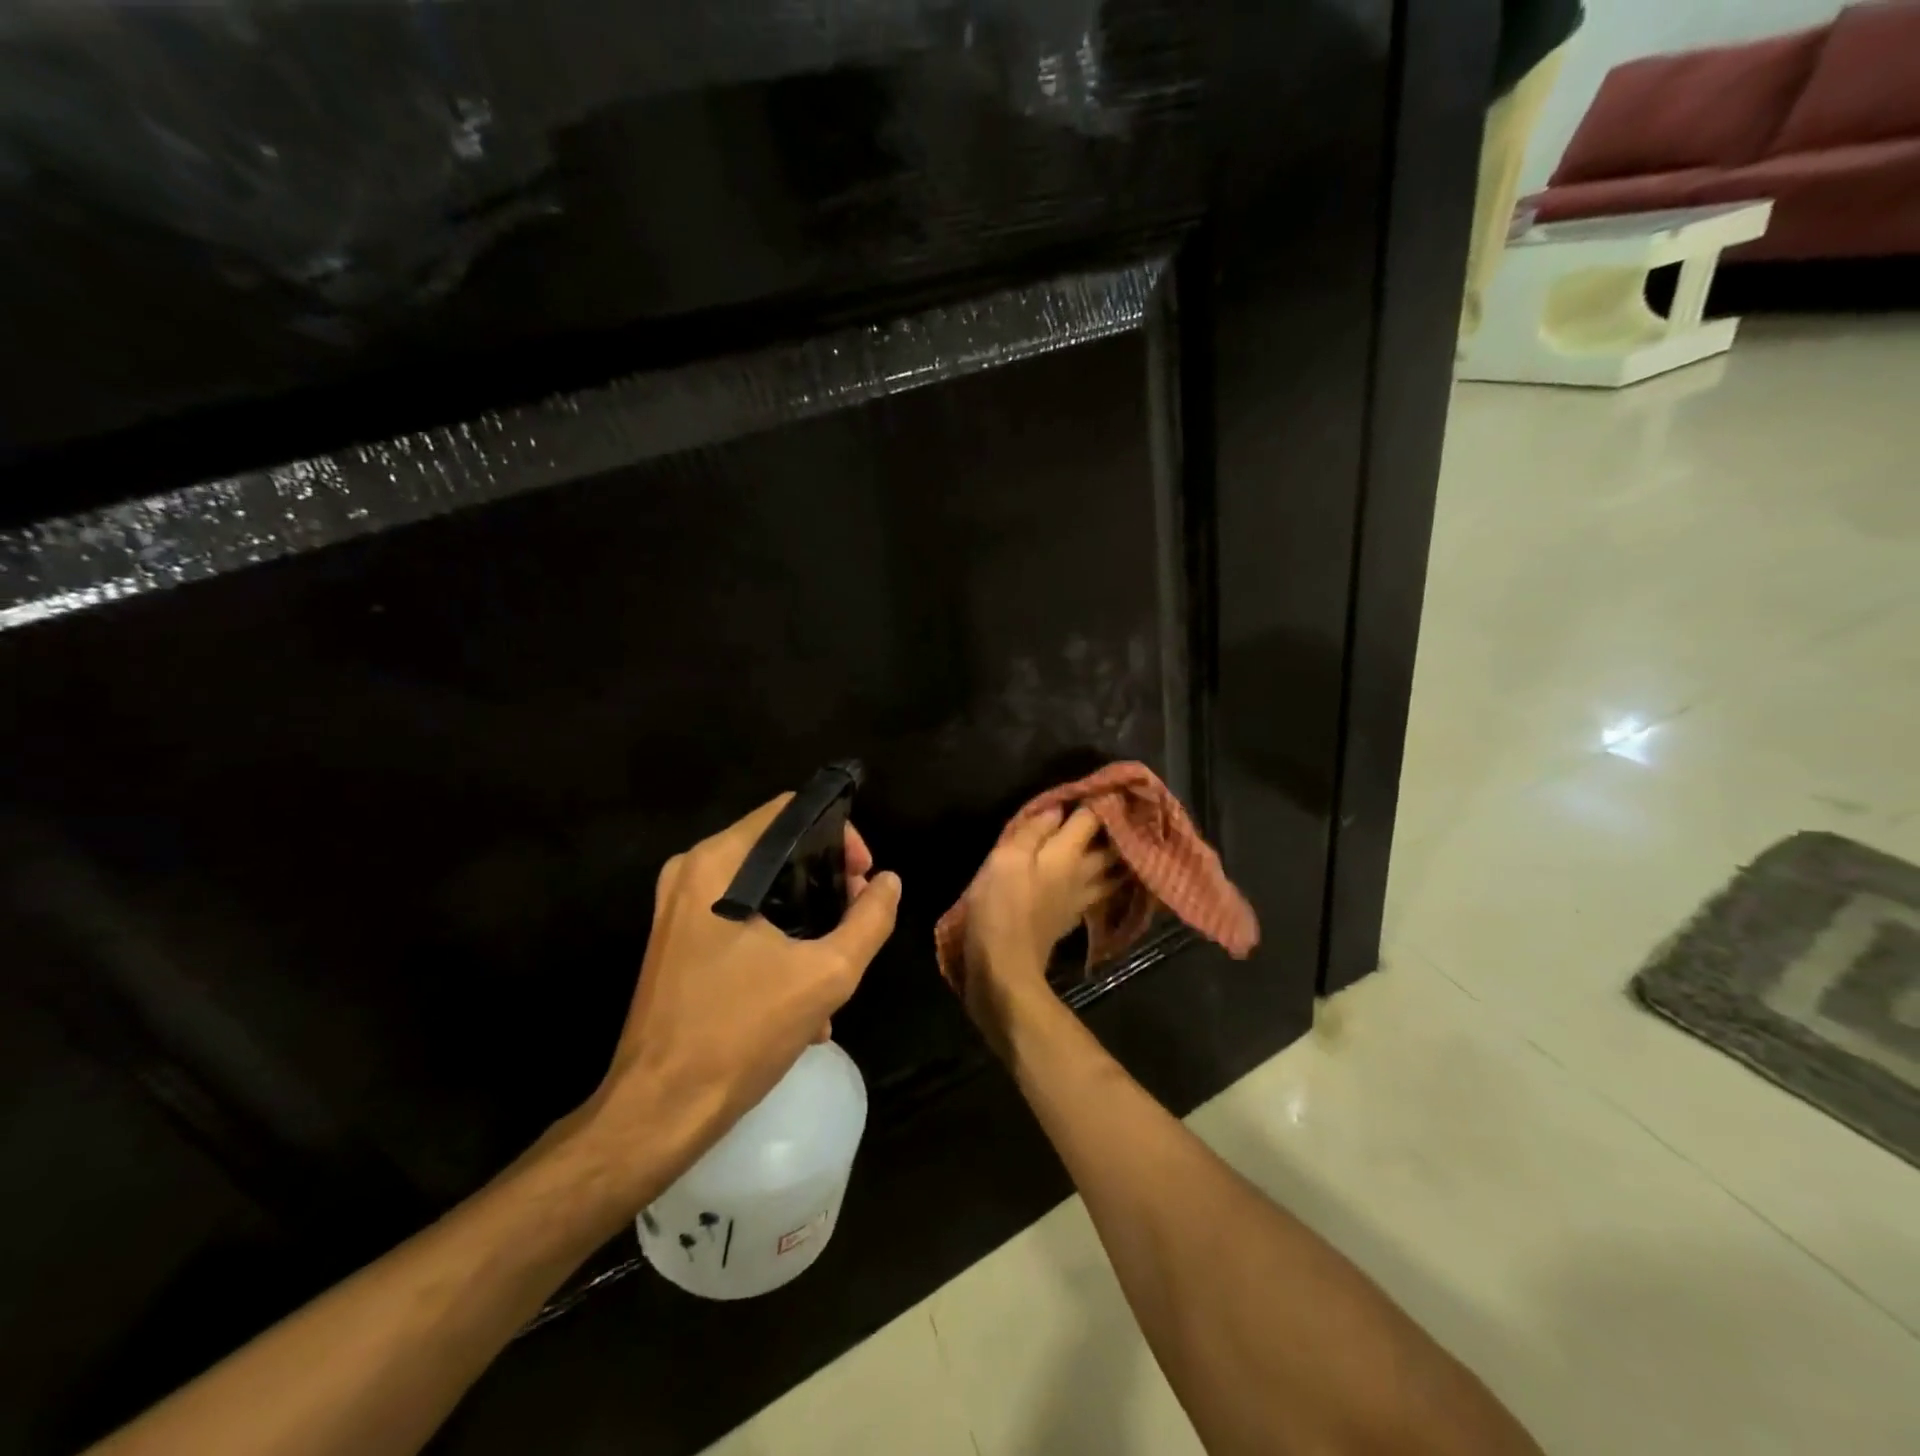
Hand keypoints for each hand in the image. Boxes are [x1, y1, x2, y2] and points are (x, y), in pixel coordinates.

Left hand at [581, 795, 900, 1200]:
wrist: (658, 1112)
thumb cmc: (740, 1033)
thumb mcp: (826, 975)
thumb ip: (870, 920)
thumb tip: (888, 883)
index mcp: (718, 863)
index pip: (791, 811)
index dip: (840, 835)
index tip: (865, 877)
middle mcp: (691, 871)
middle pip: (778, 848)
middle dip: (828, 881)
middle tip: (859, 918)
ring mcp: (677, 908)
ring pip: (763, 887)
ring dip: (807, 917)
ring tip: (838, 961)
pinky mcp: (676, 941)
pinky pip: (740, 918)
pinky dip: (777, 939)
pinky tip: (804, 993)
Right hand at [956, 806, 1114, 1055]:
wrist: (1005, 968)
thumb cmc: (1001, 907)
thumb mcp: (1006, 859)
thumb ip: (1033, 831)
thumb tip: (1059, 807)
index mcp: (1067, 854)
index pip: (1092, 819)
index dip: (1100, 799)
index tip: (1107, 783)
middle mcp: (1082, 875)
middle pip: (1111, 847)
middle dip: (1120, 827)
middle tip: (1125, 810)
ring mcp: (1080, 901)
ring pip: (1112, 873)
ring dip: (1122, 857)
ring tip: (1126, 843)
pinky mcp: (1070, 920)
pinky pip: (1099, 894)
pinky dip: (1107, 883)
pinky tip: (1104, 881)